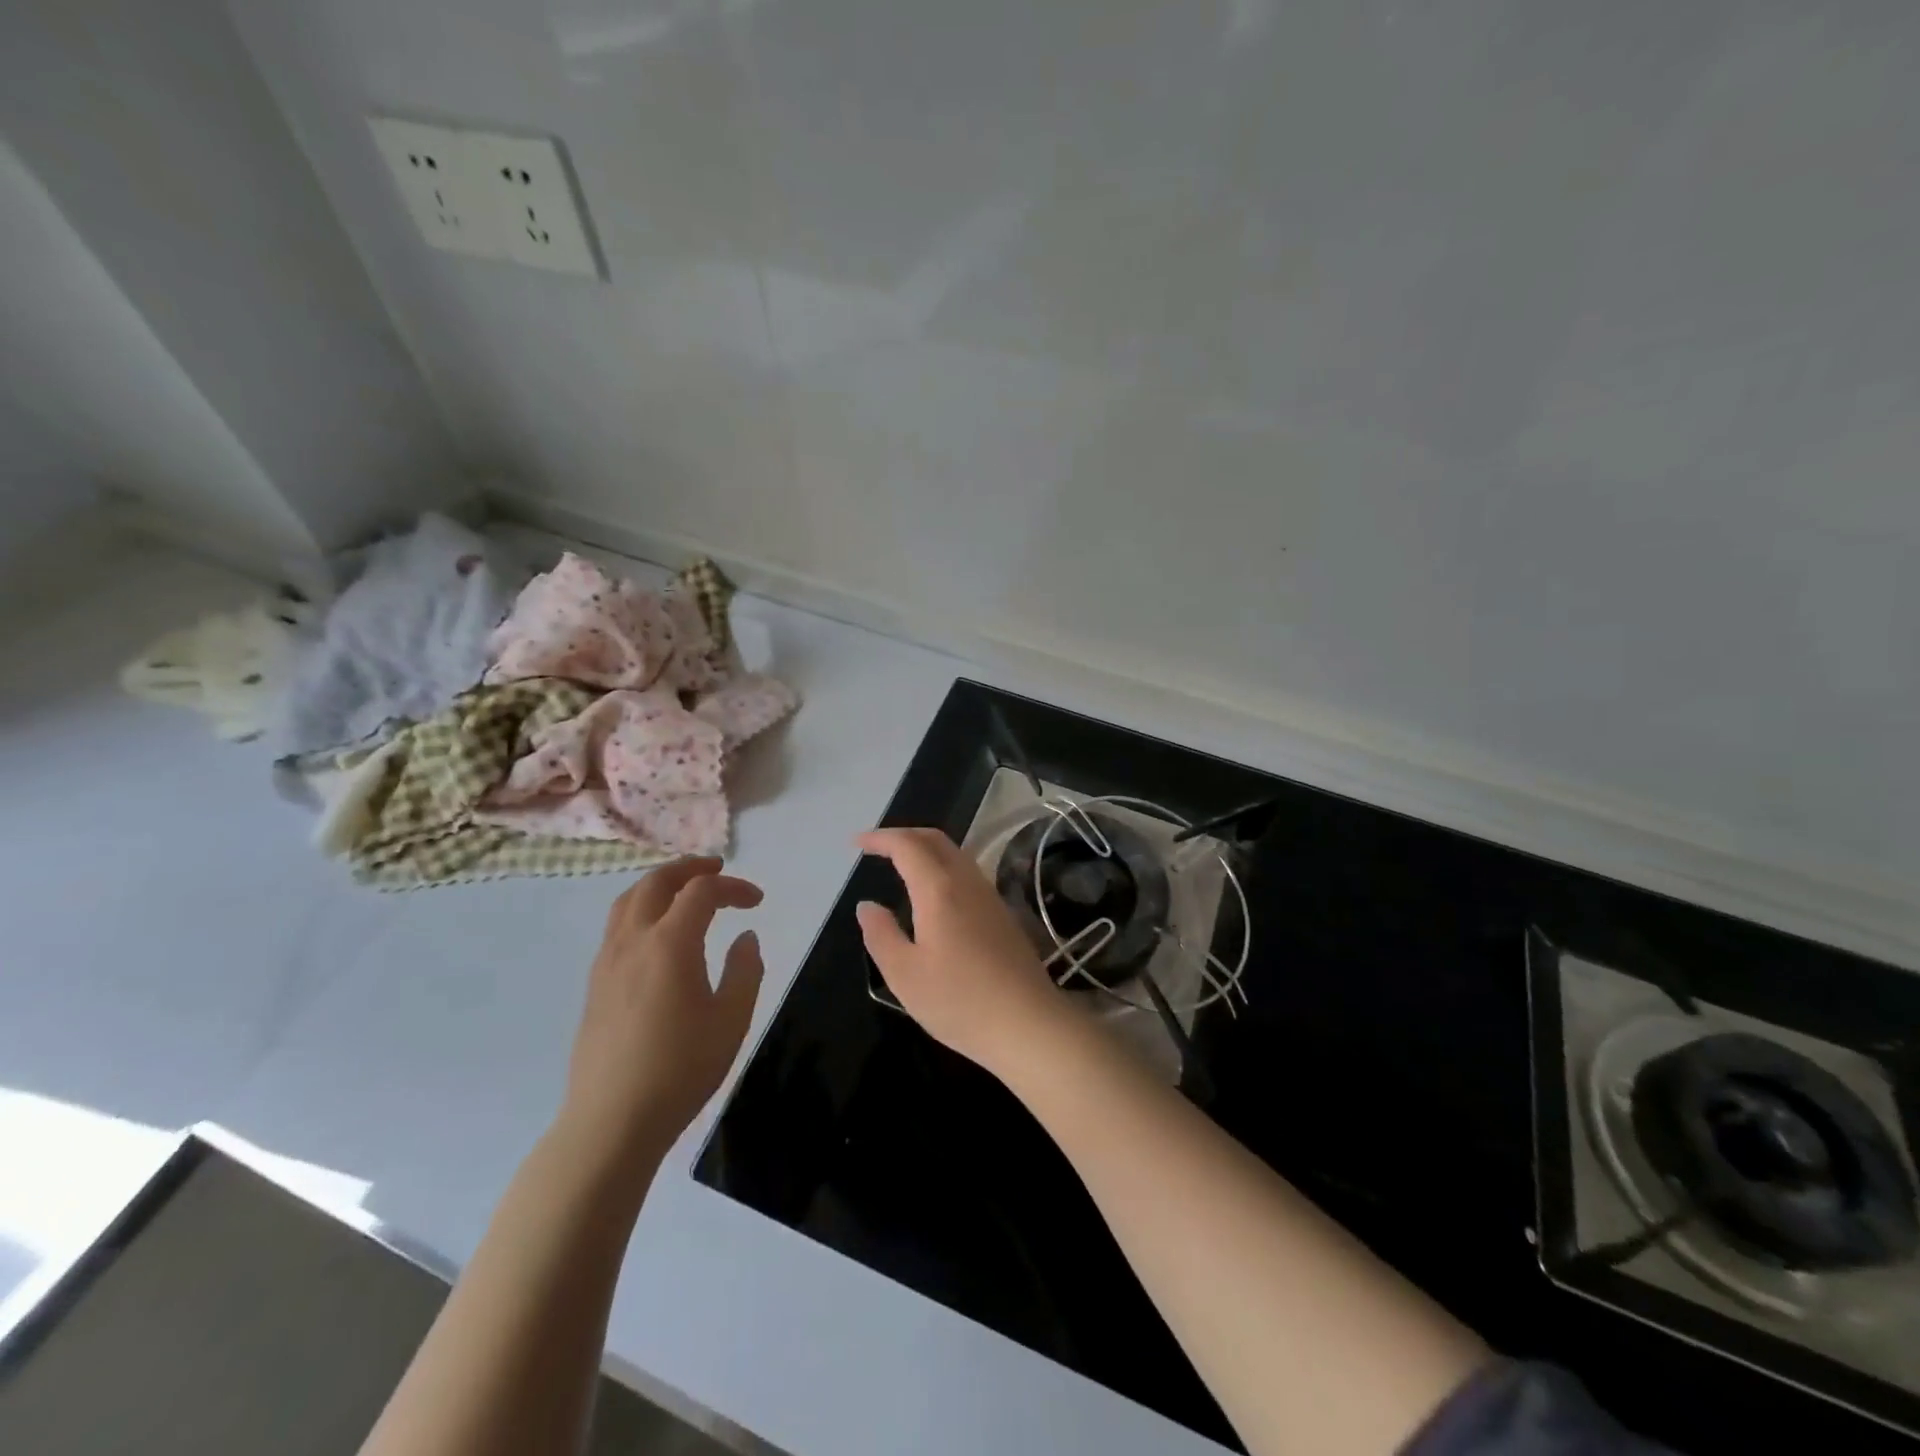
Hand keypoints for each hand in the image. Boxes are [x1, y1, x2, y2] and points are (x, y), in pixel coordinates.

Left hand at [556, 858, 764, 1174]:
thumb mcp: (732, 1020)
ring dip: (660, 884)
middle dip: (689, 868)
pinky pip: (617, 925)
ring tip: (684, 890)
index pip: (702, 891)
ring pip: (628, 900)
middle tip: (717, 868)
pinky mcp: (595, 984)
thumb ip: (745, 970)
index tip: (757, 902)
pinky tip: (657, 932)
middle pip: (656, 882)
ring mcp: (607, 962)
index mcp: (669, 944)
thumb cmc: (680, 1069)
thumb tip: (745, 938)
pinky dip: (642, 908)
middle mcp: (633, 941)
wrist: (611, 1122)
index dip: (733, 887)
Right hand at [856, 828, 1072, 1080]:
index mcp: (938, 889)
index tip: (856, 843)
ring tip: (901, 865)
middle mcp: (966, 881)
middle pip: (935, 839)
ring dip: (925, 849)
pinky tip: (934, 893)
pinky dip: (942, 866)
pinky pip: (967, 872)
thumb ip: (881, 934)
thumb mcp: (904, 974)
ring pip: (955, 853)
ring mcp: (989, 895)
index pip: (907, 846)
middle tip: (877, 847)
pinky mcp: (1002, 913)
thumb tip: (867, 905)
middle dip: (903, 835)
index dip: (880, 838)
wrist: (1027, 1023)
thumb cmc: (959, 1001)